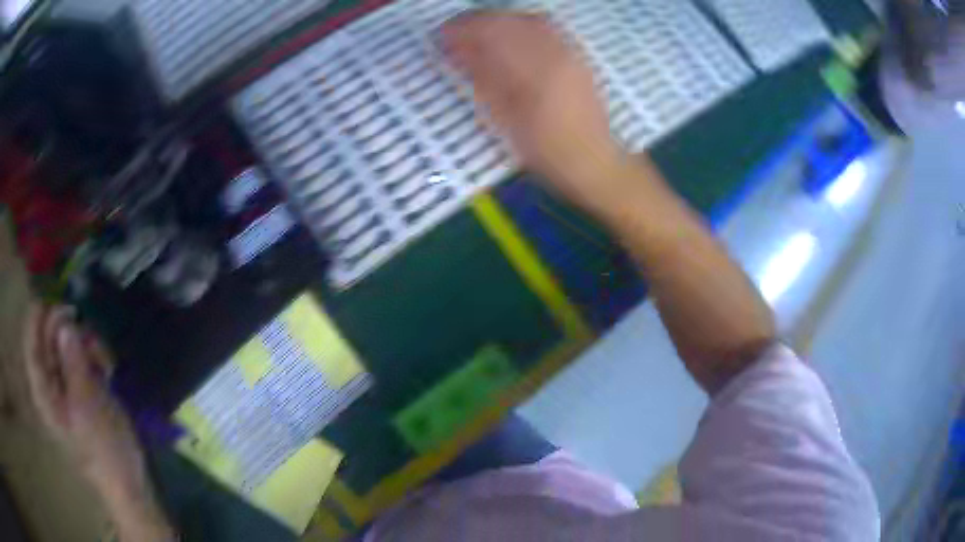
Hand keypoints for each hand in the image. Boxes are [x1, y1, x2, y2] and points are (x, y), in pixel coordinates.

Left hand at [23, 305, 146, 502]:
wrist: (127, 483)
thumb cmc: (105, 450)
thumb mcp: (89, 406)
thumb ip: (74, 363)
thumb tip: (65, 324)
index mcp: (44, 392)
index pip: (31, 343)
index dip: (40, 318)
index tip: (61, 306)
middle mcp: (50, 383)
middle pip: (48, 339)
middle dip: (69, 332)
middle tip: (91, 339)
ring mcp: (66, 386)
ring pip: (67, 345)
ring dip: (86, 344)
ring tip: (105, 360)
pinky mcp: (81, 388)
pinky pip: (81, 357)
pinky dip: (94, 355)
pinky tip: (107, 367)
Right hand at [442, 11, 627, 210]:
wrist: (595, 162)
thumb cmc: (548, 153)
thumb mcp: (508, 122)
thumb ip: (484, 80)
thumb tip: (457, 51)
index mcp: (536, 72)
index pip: (492, 35)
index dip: (463, 30)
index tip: (440, 35)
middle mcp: (556, 54)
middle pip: (511, 21)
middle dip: (477, 21)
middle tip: (453, 31)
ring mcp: (571, 53)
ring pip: (529, 20)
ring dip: (499, 20)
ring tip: (477, 31)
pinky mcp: (578, 57)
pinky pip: (548, 28)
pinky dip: (522, 24)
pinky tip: (510, 34)